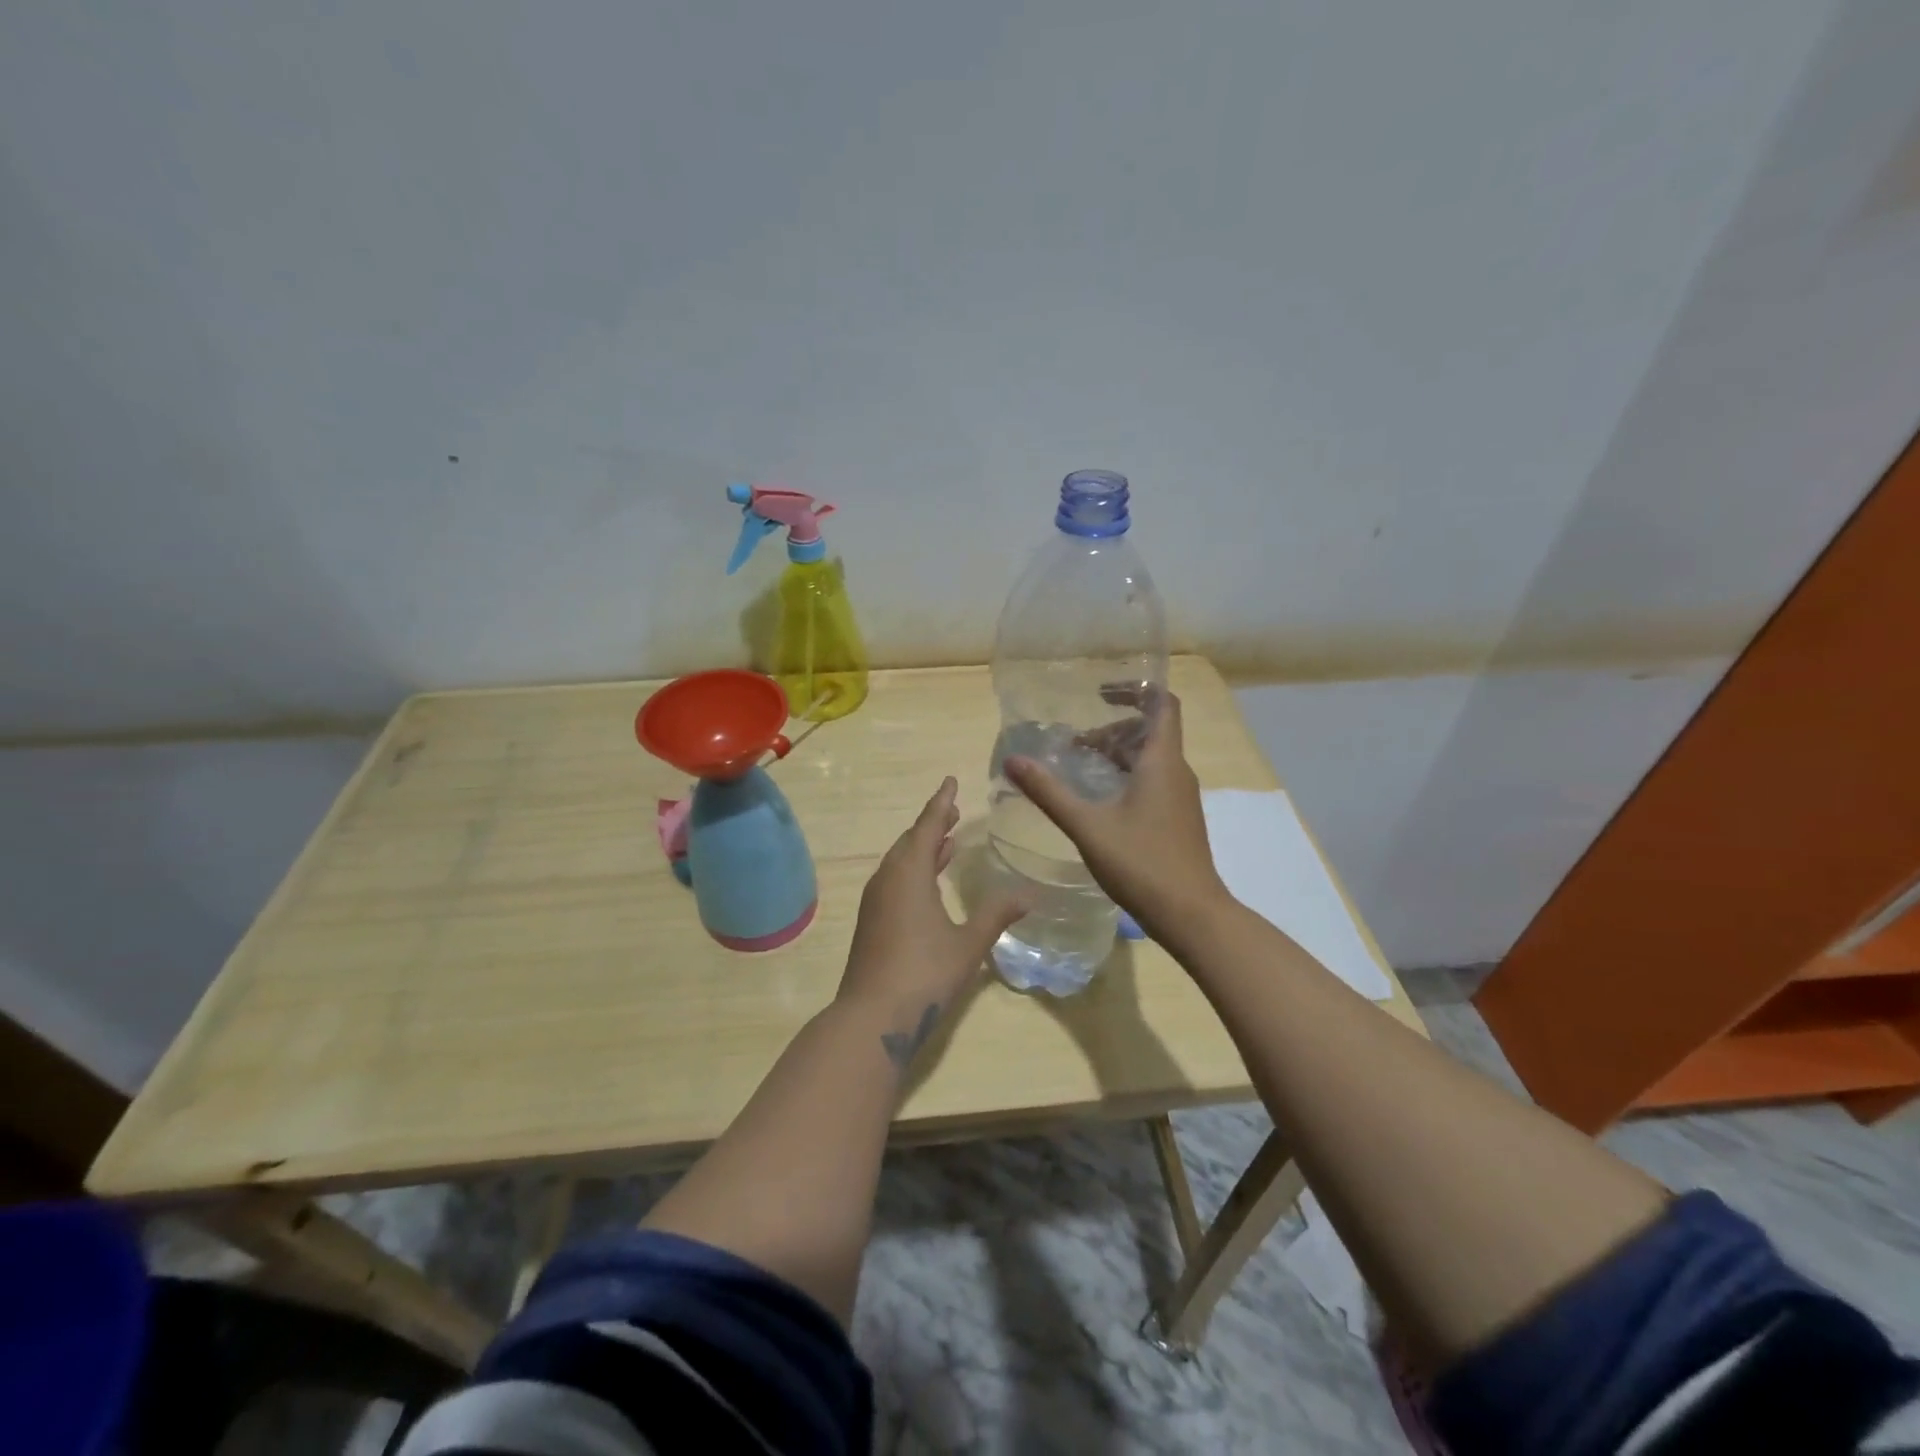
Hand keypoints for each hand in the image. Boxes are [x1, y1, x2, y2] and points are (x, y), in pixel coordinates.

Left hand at [837, 777, 1025, 1071]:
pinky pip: (895, 880)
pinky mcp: (872, 922)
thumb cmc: (925, 973)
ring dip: (923, 848)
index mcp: (910, 873)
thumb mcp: (968, 943)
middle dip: (933, 825)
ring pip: (901, 862)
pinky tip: (929, 884)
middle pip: (911, 841)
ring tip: (947, 842)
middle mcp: (889, 879)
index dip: (942, 803)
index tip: (951, 781)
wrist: (872, 1017)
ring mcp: (876, 901)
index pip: (928, 826)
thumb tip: (1027, 895)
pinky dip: (914, 870)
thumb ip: (996, 914)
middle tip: (953, 811)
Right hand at [1004, 690, 1227, 940]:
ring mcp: (1180, 798)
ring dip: (1116, 755)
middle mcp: (1176, 772)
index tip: (1099, 692)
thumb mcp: (1088, 826)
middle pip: (1149, 732)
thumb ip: (1049, 792)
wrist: (1192, 915)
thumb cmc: (1142, 863)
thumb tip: (1013, 760)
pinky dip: (1126, 778)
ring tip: (1079, 770)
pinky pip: (1152, 781)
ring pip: (1149, 759)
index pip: (1162, 704)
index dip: (1134, 690)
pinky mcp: (1177, 819)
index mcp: (1161, 761)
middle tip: (1073, 745)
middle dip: (1111, 729)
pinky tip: (1099, 803)